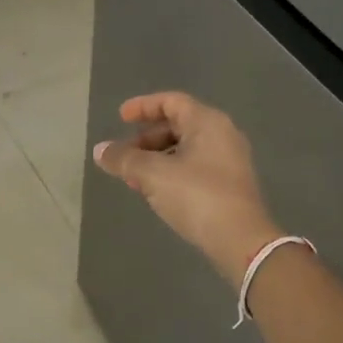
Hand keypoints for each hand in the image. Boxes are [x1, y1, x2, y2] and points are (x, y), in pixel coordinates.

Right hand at [93, 91, 279, 284]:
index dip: (143, 106)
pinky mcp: (230, 185)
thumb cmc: (197, 196)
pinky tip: (156, 192)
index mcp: (207, 122)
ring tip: (134, 178)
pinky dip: (171, 172)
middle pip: (178, 125)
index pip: (171, 101)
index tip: (120, 118)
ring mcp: (229, 161)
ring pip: (185, 149)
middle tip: (125, 155)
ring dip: (156, 159)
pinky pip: (194, 168)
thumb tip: (100, 150)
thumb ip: (124, 159)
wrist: (241, 241)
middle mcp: (222, 135)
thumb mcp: (153, 175)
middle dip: (146, 138)